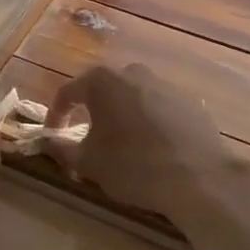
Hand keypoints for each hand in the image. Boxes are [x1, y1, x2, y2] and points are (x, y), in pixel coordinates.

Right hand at [47, 62, 244, 222]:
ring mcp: (164, 83)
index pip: (68, 92)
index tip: (54, 135)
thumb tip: (49, 141)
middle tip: (88, 137)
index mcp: (102, 81)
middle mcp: (132, 72)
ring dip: (122, 115)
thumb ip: (62, 149)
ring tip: (122, 143)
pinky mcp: (189, 100)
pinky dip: (149, 121)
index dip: (56, 114)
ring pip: (132, 96)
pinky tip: (153, 146)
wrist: (200, 177)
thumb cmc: (134, 166)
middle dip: (91, 111)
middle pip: (102, 89)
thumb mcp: (89, 163)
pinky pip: (159, 107)